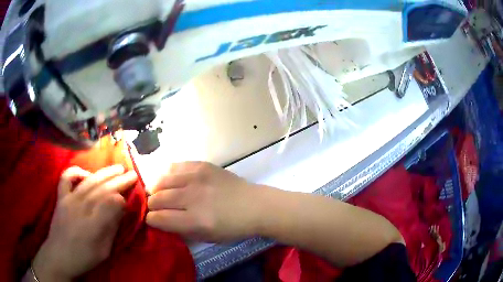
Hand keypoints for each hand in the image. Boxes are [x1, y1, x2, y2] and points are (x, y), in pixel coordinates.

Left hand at [32, 165, 137, 280]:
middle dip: (118, 180)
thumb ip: (111, 228)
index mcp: (93, 225)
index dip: (121, 197)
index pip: (110, 204)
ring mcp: (69, 199)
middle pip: (102, 189)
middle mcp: (81, 207)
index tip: (130, 195)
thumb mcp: (103, 251)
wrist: (59, 256)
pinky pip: (66, 178)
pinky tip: (86, 173)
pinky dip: (76, 172)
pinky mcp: (61, 197)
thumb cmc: (84, 257)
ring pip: (89, 182)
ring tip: (117, 167)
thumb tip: (119, 208)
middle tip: (132, 173)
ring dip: (104, 173)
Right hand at [146, 162, 263, 241]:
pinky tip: (167, 179)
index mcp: (196, 220)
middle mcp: (193, 197)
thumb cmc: (232, 227)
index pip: (160, 218)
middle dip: (151, 204)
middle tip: (153, 206)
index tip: (150, 219)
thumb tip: (160, 221)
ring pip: (162, 180)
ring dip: (155, 188)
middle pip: (158, 198)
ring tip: (156, 192)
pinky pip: (175, 166)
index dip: (151, 219)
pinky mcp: (202, 165)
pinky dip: (166, 173)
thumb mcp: (207, 237)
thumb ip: (181, 230)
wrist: (255, 205)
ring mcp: (197, 178)